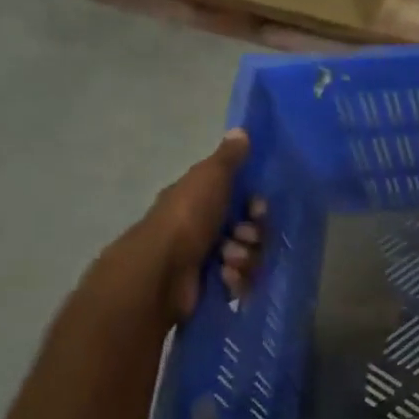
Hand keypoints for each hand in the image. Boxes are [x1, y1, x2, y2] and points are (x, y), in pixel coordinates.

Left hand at [108, 131, 267, 320]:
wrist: (162, 270)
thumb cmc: (187, 218)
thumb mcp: (210, 177)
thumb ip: (228, 158)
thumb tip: (240, 130)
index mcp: (201, 201)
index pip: (242, 202)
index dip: (256, 206)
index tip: (256, 209)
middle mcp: (203, 229)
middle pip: (250, 232)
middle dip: (253, 236)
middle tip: (242, 238)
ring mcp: (207, 260)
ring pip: (248, 258)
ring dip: (245, 258)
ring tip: (228, 261)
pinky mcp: (211, 287)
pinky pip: (240, 282)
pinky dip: (236, 280)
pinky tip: (224, 277)